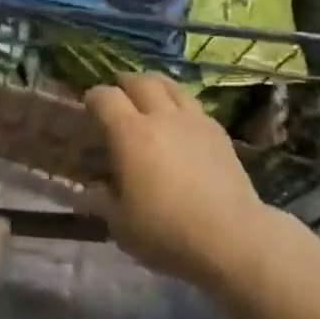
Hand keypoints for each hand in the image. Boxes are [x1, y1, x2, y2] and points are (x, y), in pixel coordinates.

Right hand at [85, 72, 270, 289]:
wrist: (232, 237)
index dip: (93, 98)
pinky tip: (180, 120)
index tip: (89, 107)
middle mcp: (160, 116)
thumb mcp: (121, 225)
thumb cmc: (168, 232)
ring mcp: (192, 120)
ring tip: (149, 94)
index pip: (105, 97)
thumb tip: (87, 191)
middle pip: (139, 81)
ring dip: (153, 85)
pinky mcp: (217, 130)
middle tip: (118, 94)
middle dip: (124, 83)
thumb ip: (102, 202)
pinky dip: (180, 104)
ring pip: (169, 85)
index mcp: (130, 133)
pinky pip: (193, 105)